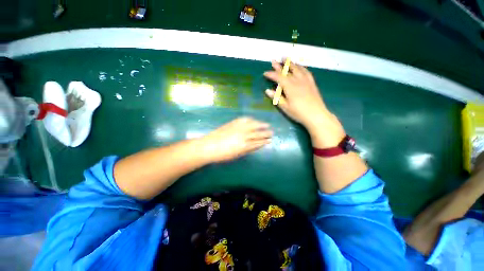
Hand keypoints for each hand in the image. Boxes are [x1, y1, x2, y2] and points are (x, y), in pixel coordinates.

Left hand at [201, 117, 272, 162]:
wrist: (209, 146)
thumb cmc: (222, 155)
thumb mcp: (236, 155)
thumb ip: (247, 150)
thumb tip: (256, 146)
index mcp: (245, 146)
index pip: (258, 143)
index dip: (264, 141)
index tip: (269, 140)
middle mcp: (244, 136)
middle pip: (258, 134)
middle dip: (266, 133)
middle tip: (271, 132)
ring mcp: (238, 128)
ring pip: (253, 125)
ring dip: (261, 125)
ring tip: (267, 125)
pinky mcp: (233, 123)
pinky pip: (244, 120)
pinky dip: (251, 120)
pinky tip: (254, 120)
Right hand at [264, 60, 328, 128]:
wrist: (316, 115)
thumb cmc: (298, 112)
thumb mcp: (285, 107)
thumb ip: (276, 98)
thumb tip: (267, 91)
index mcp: (289, 86)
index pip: (278, 77)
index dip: (271, 74)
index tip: (265, 73)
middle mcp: (297, 80)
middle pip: (287, 71)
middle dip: (279, 66)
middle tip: (274, 60)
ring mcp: (306, 80)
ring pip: (297, 68)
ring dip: (290, 63)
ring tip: (286, 58)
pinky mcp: (312, 83)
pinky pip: (306, 71)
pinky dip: (301, 67)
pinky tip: (300, 66)